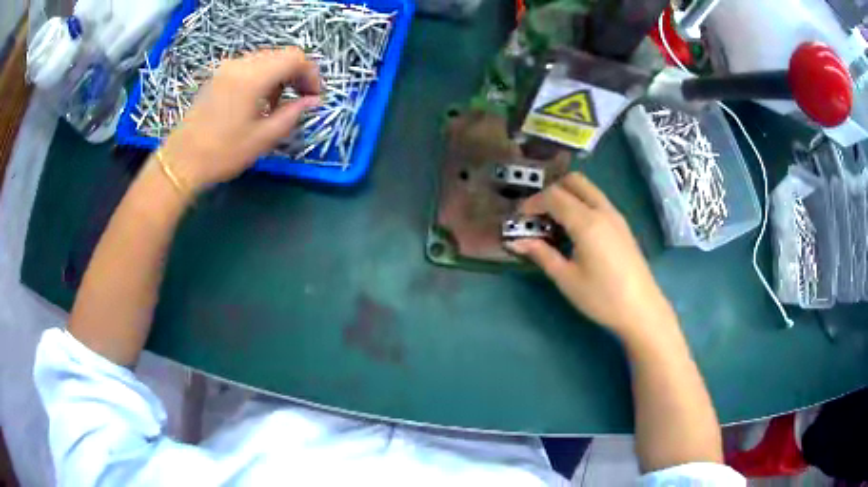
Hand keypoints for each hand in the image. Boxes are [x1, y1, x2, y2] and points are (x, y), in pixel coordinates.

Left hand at [160, 48, 320, 189]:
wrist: (180, 162)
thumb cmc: (223, 153)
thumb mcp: (264, 138)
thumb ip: (293, 114)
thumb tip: (312, 101)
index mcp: (253, 76)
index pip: (295, 58)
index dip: (311, 74)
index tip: (314, 97)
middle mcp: (240, 64)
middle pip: (281, 55)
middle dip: (297, 74)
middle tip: (301, 100)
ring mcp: (226, 68)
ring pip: (265, 60)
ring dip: (280, 76)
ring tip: (278, 105)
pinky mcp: (217, 77)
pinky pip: (249, 67)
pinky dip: (262, 78)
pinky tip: (257, 101)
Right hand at [505, 173, 675, 339]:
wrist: (641, 309)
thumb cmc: (602, 297)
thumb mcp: (567, 278)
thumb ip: (541, 254)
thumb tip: (516, 241)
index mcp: (587, 222)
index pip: (554, 196)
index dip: (533, 202)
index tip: (519, 217)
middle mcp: (602, 210)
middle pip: (573, 181)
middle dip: (551, 190)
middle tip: (538, 214)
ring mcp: (615, 216)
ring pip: (588, 189)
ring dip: (568, 195)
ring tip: (554, 222)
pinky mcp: (622, 225)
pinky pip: (598, 201)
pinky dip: (581, 204)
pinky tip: (575, 230)